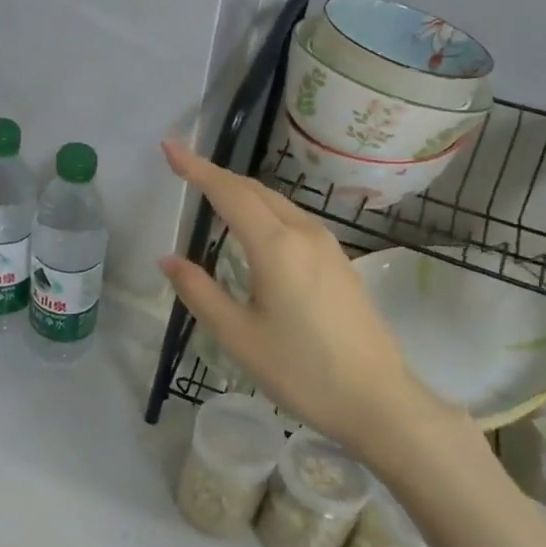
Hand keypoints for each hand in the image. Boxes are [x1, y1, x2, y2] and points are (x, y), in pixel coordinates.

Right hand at [157, 139, 470, 468]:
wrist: (378, 400)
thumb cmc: (302, 371)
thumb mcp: (238, 336)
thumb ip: (199, 291)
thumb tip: (167, 259)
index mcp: (276, 246)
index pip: (228, 193)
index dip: (196, 168)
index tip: (169, 146)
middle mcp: (304, 233)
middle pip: (254, 191)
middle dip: (217, 176)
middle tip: (183, 168)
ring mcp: (327, 246)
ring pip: (277, 203)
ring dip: (242, 193)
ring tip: (211, 194)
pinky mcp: (339, 262)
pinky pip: (294, 220)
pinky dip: (264, 211)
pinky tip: (254, 230)